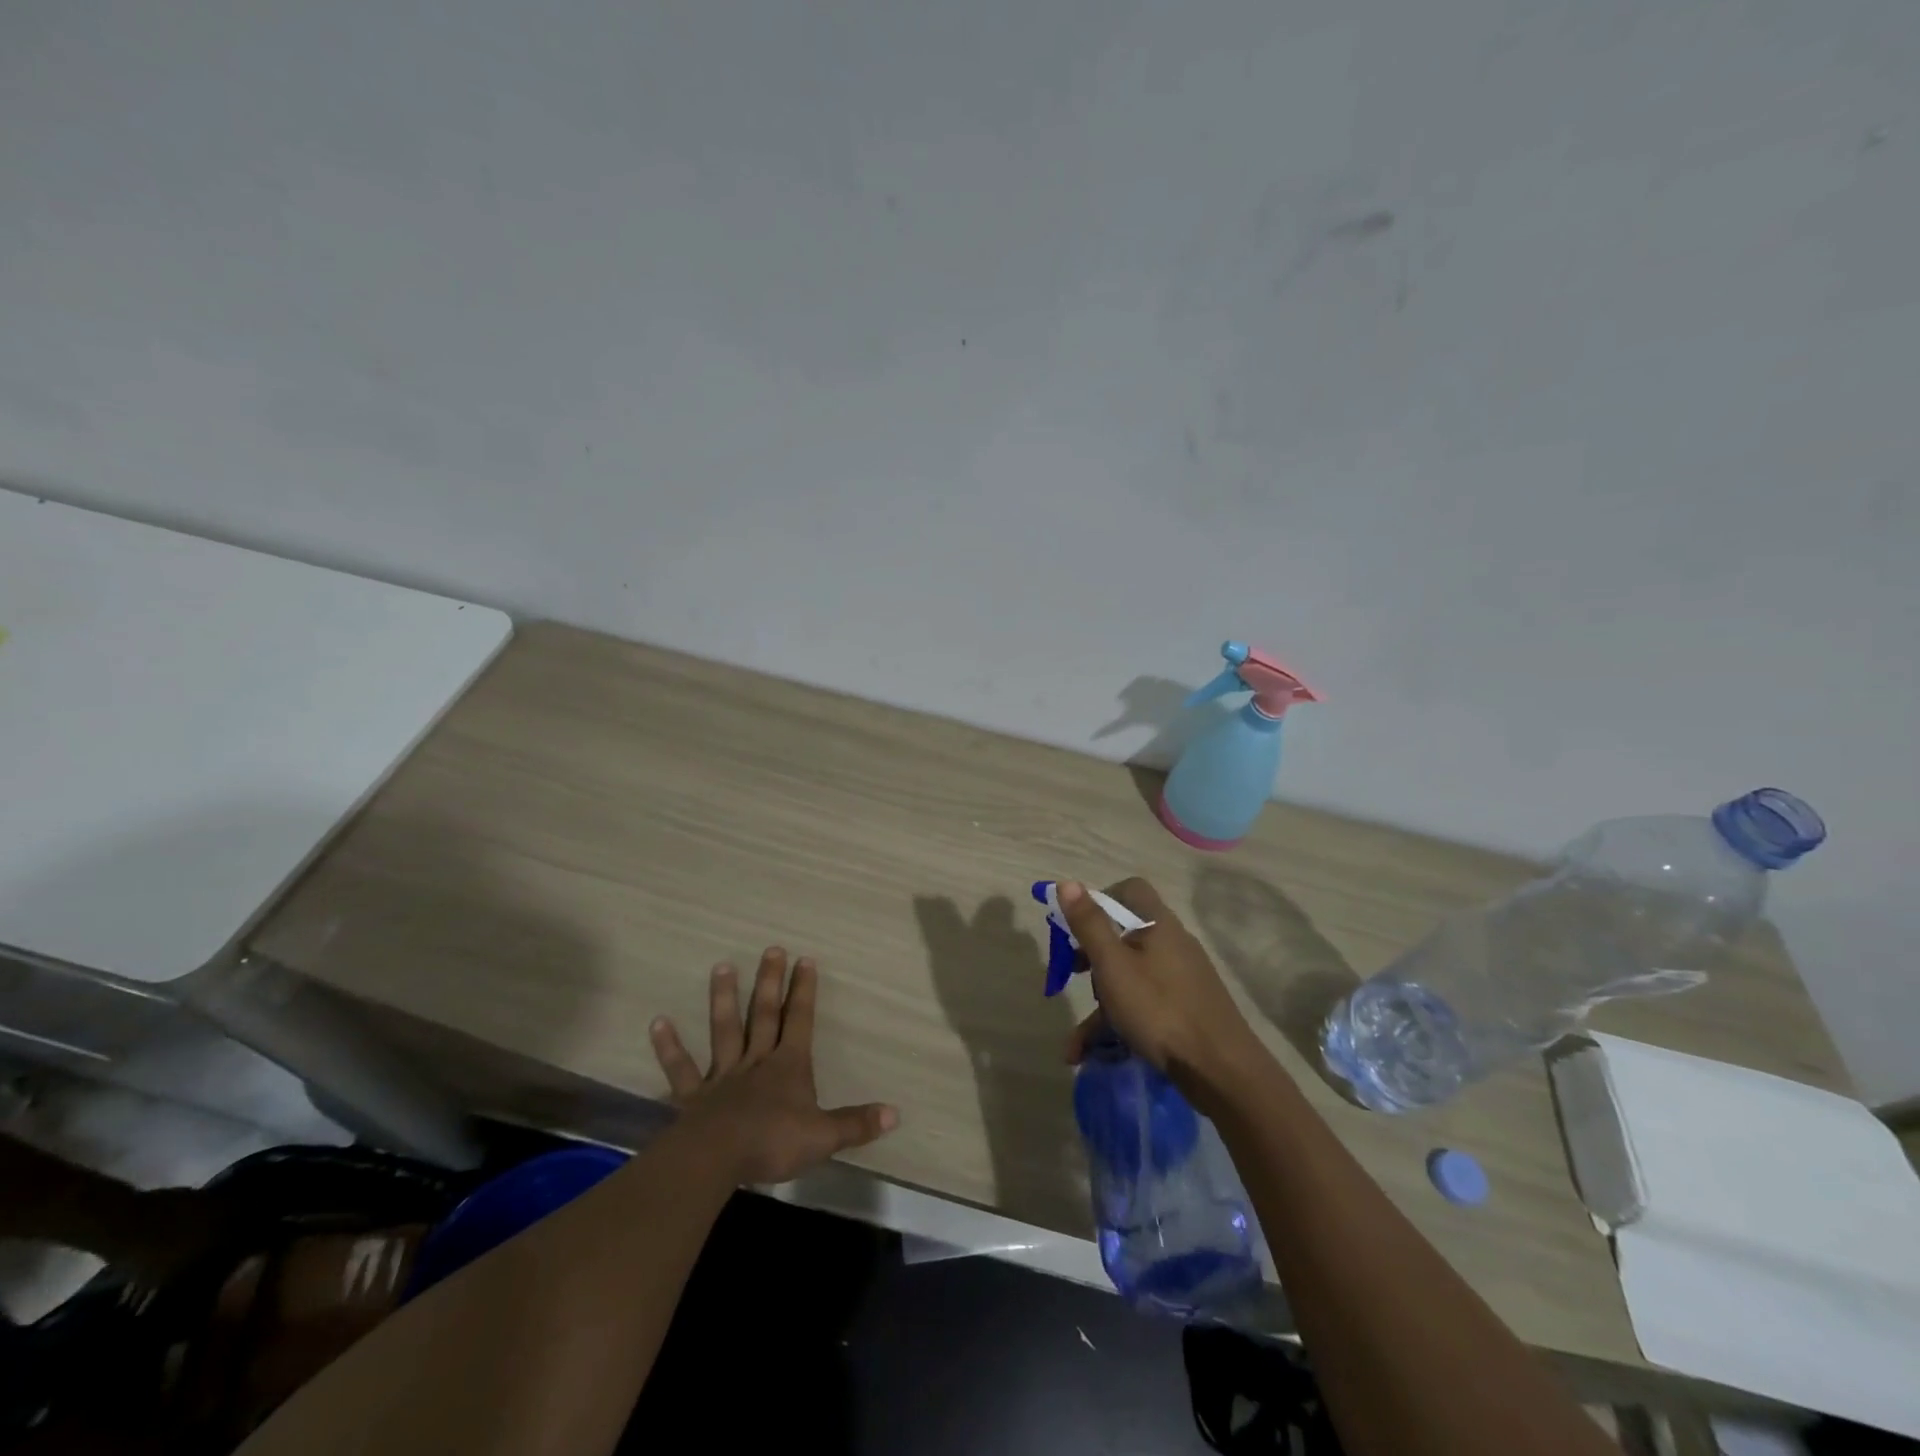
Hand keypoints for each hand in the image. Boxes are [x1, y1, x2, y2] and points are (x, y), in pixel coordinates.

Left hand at [649, 947, 898, 1184]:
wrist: (716, 1158)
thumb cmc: (773, 1142)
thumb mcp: (823, 1136)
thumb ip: (856, 1123)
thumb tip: (896, 1113)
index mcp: (789, 1066)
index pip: (800, 1020)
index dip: (804, 991)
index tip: (805, 959)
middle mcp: (757, 1061)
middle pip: (764, 1015)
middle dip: (770, 982)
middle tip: (771, 949)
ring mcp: (723, 1076)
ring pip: (725, 1030)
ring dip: (723, 998)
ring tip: (721, 966)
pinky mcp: (693, 1096)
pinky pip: (681, 1069)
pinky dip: (669, 1046)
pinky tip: (658, 1022)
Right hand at [1058, 879, 1266, 1102]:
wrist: (1221, 1071)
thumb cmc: (1160, 1009)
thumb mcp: (1113, 966)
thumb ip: (1089, 924)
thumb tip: (1067, 882)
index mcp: (1159, 924)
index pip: (1129, 890)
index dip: (1100, 900)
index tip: (1076, 926)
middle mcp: (1172, 944)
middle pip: (1124, 936)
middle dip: (1090, 958)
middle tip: (1067, 975)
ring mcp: (1180, 979)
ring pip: (1129, 978)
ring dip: (1098, 1006)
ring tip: (1074, 1045)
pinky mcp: (1184, 1009)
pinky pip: (1142, 1006)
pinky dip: (1117, 1024)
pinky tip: (1091, 1055)